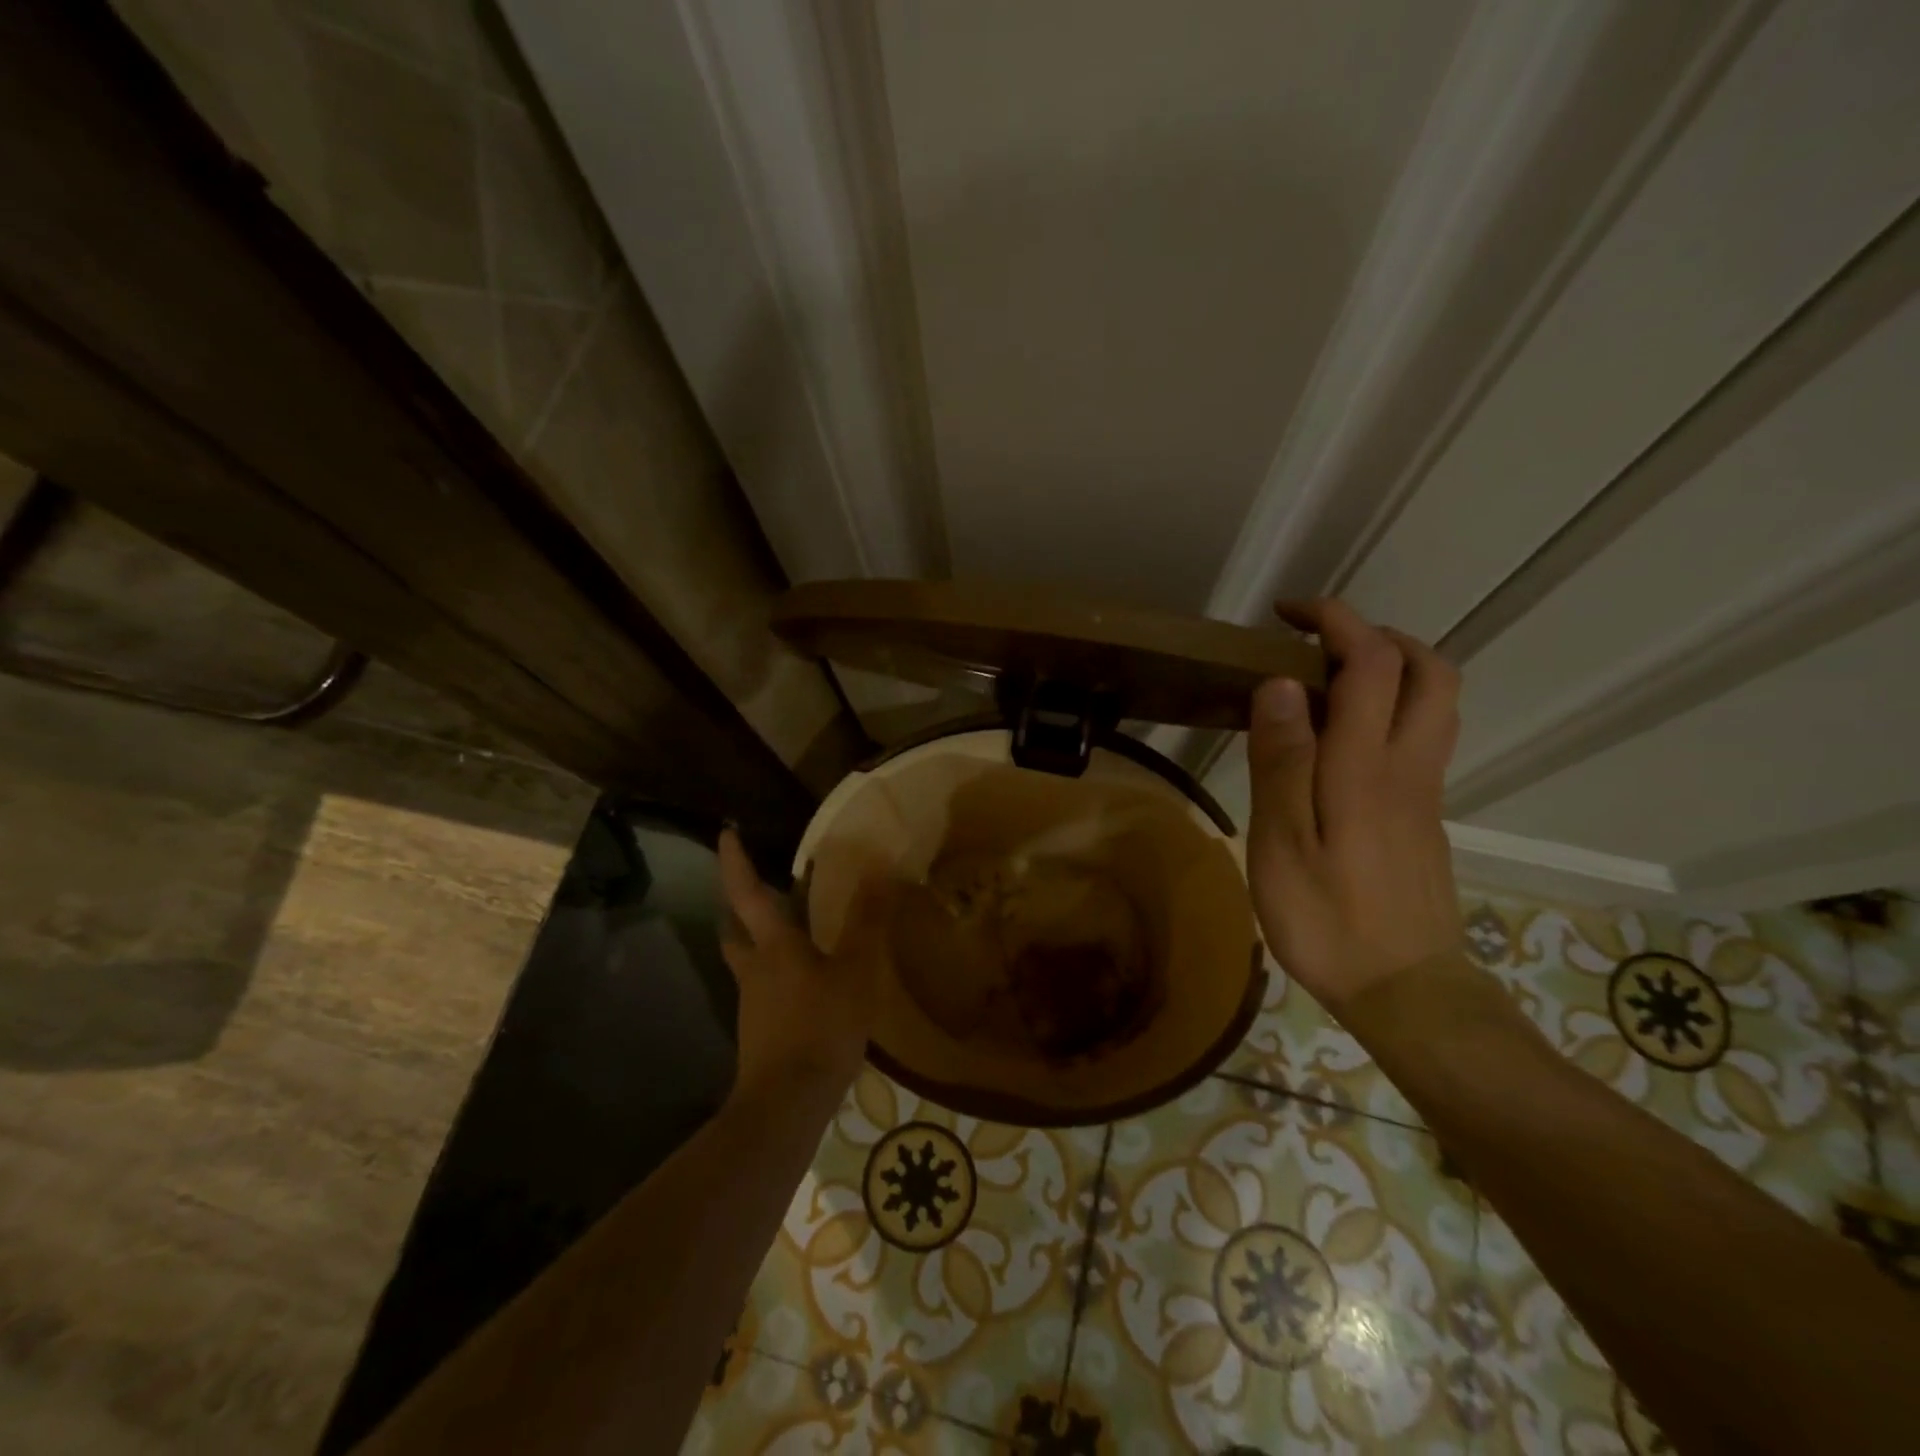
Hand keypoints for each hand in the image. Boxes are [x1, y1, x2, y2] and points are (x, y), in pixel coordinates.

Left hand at [717, 829, 879, 1106]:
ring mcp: (753, 1005)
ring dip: (760, 943)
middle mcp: (755, 969)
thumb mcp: (856, 971)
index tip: (726, 833)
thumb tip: (880, 868)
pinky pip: (765, 992)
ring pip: (749, 963)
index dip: (736, 862)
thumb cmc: (821, 1026)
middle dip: (741, 907)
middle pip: (737, 931)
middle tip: (758, 891)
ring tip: (790, 936)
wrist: (787, 1104)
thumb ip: (868, 921)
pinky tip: (804, 989)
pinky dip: (778, 978)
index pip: (747, 893)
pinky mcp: (760, 1034)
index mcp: (774, 946)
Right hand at [1245, 598, 1463, 1013]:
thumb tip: (1282, 685)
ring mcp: (1425, 793)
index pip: (1373, 663)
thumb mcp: (1283, 843)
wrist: (1405, 992)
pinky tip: (1338, 743)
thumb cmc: (1328, 919)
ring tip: (1327, 683)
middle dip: (1378, 635)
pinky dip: (1388, 711)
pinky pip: (1420, 738)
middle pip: (1429, 671)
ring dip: (1392, 669)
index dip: (1337, 621)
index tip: (1289, 614)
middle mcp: (1409, 767)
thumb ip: (1283, 760)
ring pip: (1434, 704)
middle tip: (1319, 643)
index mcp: (1367, 767)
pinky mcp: (1424, 818)